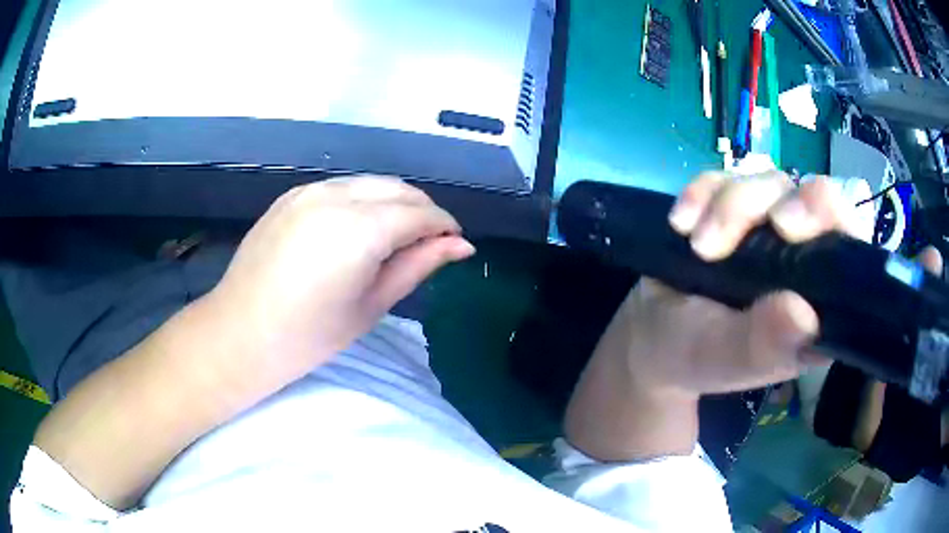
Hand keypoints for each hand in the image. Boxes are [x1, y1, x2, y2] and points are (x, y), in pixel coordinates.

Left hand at [208, 177, 474, 370]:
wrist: (241, 333)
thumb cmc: (310, 335)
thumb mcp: (371, 305)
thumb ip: (418, 265)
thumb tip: (461, 246)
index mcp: (359, 229)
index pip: (419, 213)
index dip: (444, 226)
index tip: (455, 244)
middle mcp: (336, 196)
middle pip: (398, 189)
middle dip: (423, 211)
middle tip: (430, 243)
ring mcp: (309, 190)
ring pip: (370, 183)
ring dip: (394, 202)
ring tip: (397, 236)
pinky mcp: (291, 194)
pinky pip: (341, 187)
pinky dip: (363, 200)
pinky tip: (359, 228)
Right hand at [611, 173, 863, 398]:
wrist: (651, 334)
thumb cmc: (694, 356)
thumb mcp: (724, 361)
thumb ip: (763, 346)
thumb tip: (803, 315)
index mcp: (816, 300)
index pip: (848, 246)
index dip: (834, 220)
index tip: (791, 226)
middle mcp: (801, 257)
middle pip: (812, 199)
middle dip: (780, 201)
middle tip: (756, 223)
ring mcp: (768, 227)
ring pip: (768, 183)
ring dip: (730, 204)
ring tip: (697, 245)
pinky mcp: (734, 207)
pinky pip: (725, 177)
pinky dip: (701, 192)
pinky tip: (681, 222)